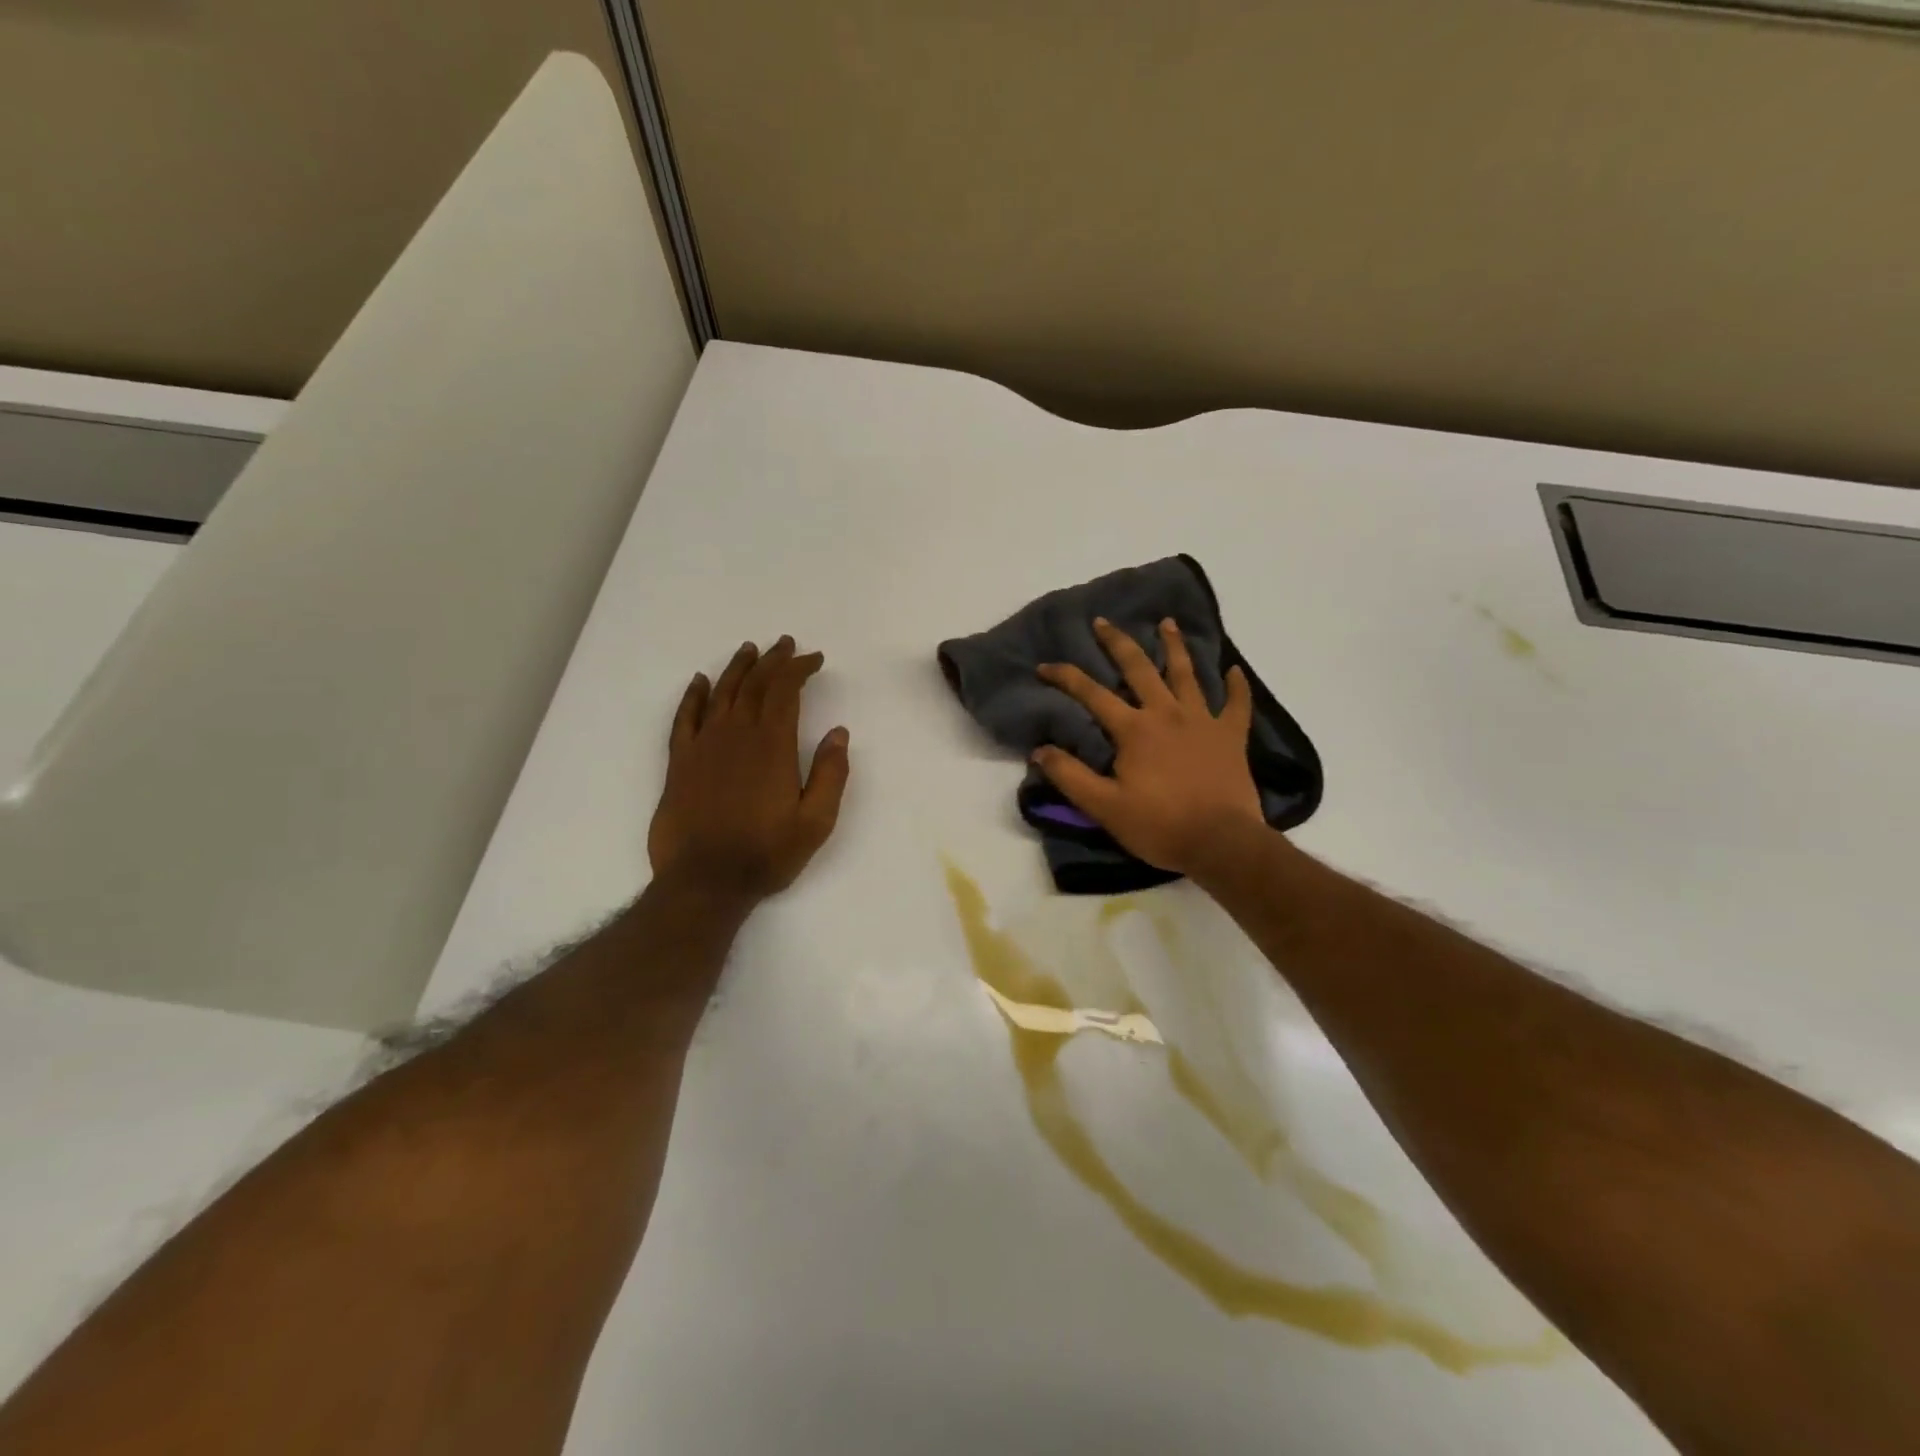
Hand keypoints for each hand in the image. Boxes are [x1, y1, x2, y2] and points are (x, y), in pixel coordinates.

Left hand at [647, 637, 850, 900]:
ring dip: (737, 668)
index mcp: (772, 746)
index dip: (799, 668)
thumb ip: (830, 774)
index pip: (785, 690)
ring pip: (721, 693)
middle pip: (754, 684)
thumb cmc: (765, 853)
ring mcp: (703, 746)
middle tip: (786, 644)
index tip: (814, 658)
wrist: (704, 882)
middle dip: (773, 660)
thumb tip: (839, 732)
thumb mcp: (815, 822)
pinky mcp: (679, 762)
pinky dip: (694, 696)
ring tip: (750, 649)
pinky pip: (684, 718)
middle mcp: (736, 735)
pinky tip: (700, 682)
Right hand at [1033, 618, 1264, 875]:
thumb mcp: (1104, 807)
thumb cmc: (1160, 825)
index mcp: (1134, 729)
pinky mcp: (1231, 737)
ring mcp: (1203, 721)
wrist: (1222, 842)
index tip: (1045, 666)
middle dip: (1117, 643)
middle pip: (1139, 669)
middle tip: (1103, 621)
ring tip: (1167, 622)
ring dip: (1175, 646)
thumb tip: (1039, 750)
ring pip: (1187, 674)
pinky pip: (1237, 704)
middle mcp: (1167, 713)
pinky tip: (1234, 670)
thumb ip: (1070, 776)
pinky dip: (1237, 686)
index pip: (1091, 694)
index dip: (1065, 677)